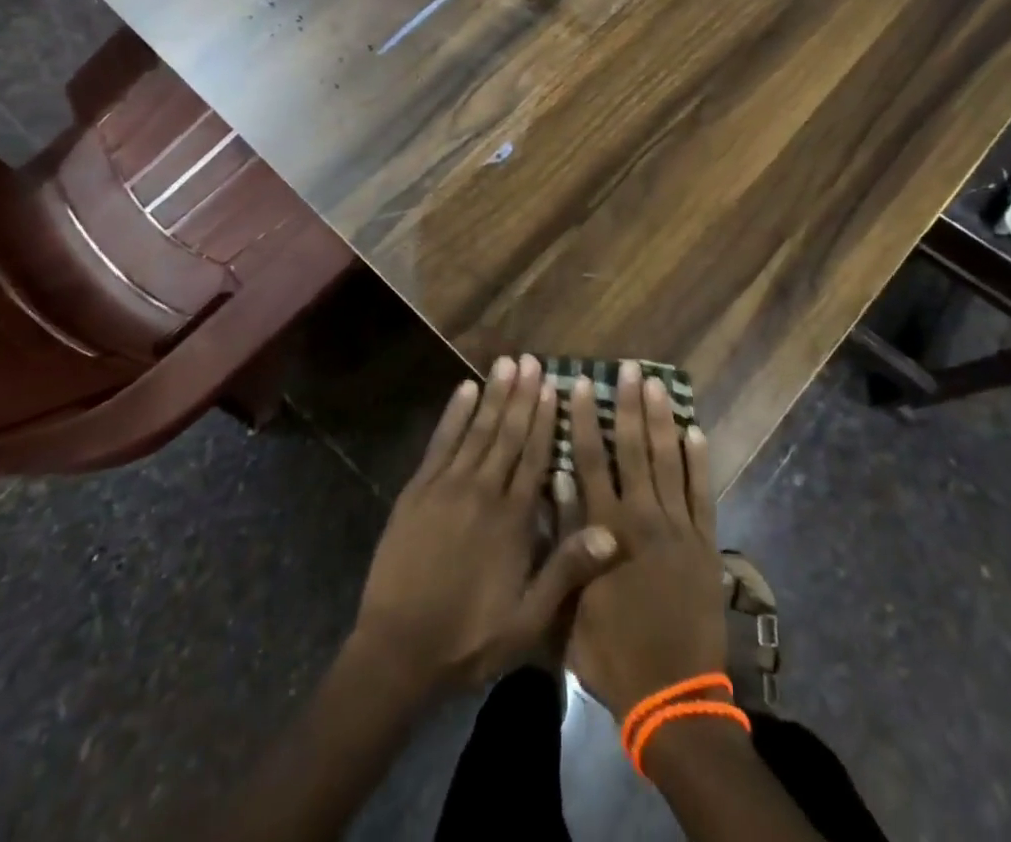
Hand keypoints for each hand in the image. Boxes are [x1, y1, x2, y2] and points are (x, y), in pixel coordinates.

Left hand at [354, 354, 619, 694]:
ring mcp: (447, 486)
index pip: (535, 456)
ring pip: (478, 430)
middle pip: (508, 434)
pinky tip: (464, 390)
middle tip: (532, 360)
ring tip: (506, 363)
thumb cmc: (469, 638)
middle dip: (522, 395)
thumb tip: (612, 533)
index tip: (554, 385)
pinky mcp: (417, 490)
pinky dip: (454, 415)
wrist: (398, 651)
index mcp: (513, 520)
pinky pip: (440, 443)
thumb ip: (567, 571)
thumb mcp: (528, 620)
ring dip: (494, 395)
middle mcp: (483, 491)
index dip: (546, 419)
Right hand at [565, 362, 726, 718]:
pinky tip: (695, 430)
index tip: (581, 384)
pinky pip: (702, 492)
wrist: (672, 696)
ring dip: (661, 420)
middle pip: (633, 450)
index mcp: (604, 529)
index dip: (585, 420)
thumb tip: (555, 482)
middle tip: (628, 368)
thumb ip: (563, 540)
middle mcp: (641, 517)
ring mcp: (677, 528)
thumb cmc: (611, 653)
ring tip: (657, 383)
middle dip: (629, 405)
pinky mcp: (704, 543)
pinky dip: (698, 461)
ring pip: (667, 461)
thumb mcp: (569, 604)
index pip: (591, 461)